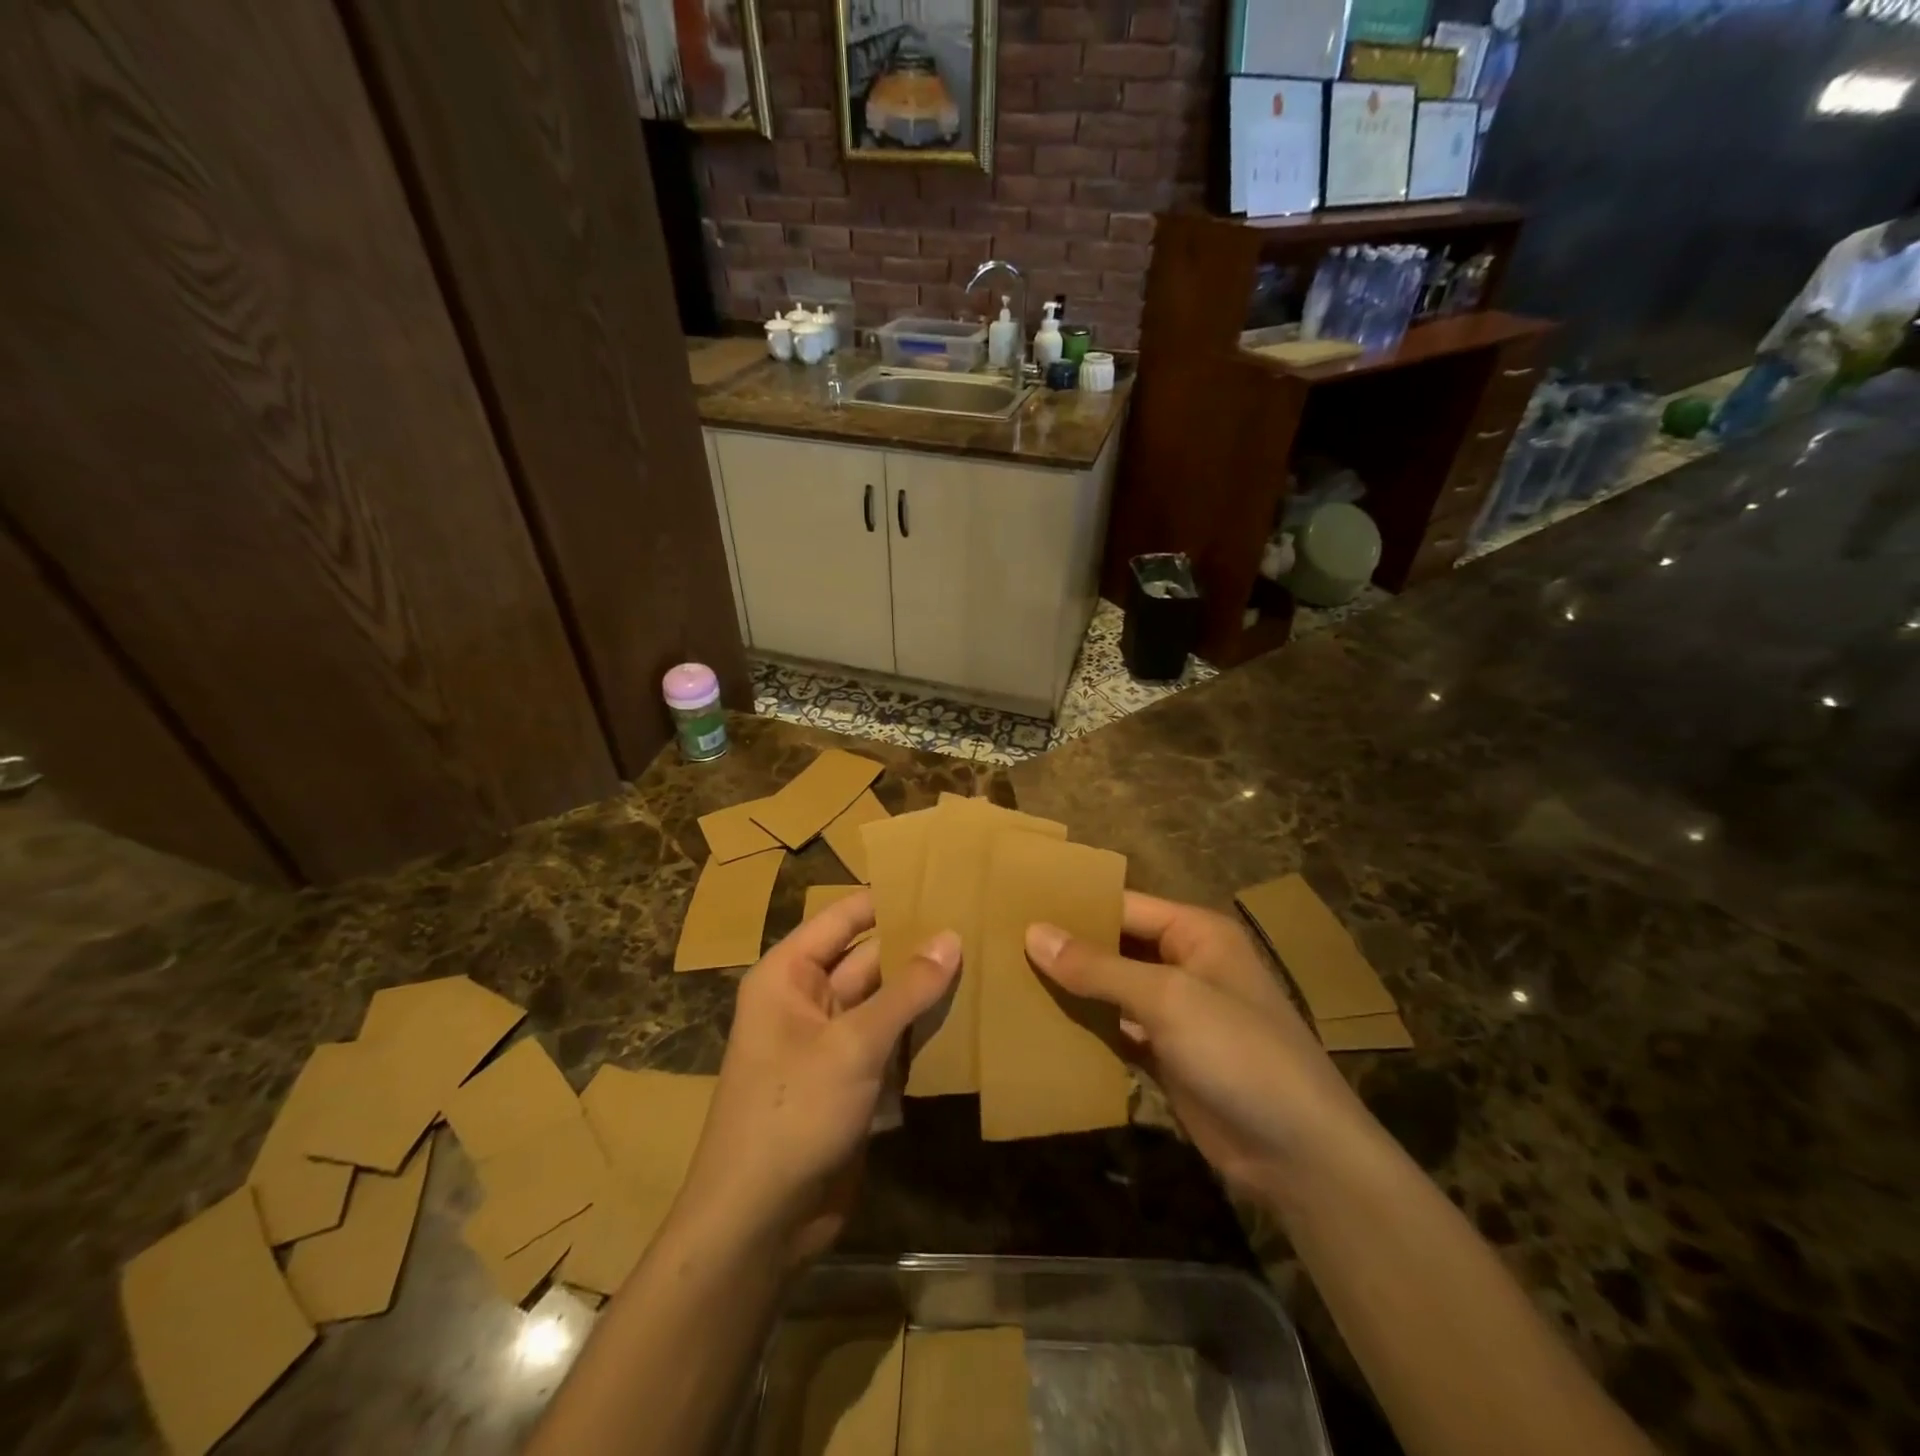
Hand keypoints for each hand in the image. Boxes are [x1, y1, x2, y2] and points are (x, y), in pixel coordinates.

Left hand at [676, 889, 958, 1266]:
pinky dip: (920, 1031)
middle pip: (870, 957)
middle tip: (978, 924)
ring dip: (924, 990)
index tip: (944, 882)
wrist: (760, 1222)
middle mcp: (807, 998)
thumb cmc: (793, 1112)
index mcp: (789, 974)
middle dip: (917, 946)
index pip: (845, 917)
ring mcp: (830, 1041)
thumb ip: (906, 990)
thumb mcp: (853, 1044)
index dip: (891, 898)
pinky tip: (967, 1016)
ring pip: (885, 1000)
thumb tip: (952, 937)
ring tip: (984, 962)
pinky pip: (890, 1040)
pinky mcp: (851, 1079)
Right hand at [1025, 893, 1369, 1202]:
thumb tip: (1033, 933)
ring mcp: (1177, 1013)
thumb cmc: (1238, 1052)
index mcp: (1196, 932)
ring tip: (1010, 979)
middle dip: (1068, 948)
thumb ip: (1098, 967)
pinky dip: (1087, 1029)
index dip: (1074, 906)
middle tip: (1002, 943)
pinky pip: (1117, 1030)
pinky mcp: (1167, 1055)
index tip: (1017, 907)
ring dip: (1073, 989)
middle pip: (1116, 946)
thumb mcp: (1167, 999)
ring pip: (1113, 990)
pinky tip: (1043, 1026)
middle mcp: (1186, 963)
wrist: (1297, 1153)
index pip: (1124, 906)